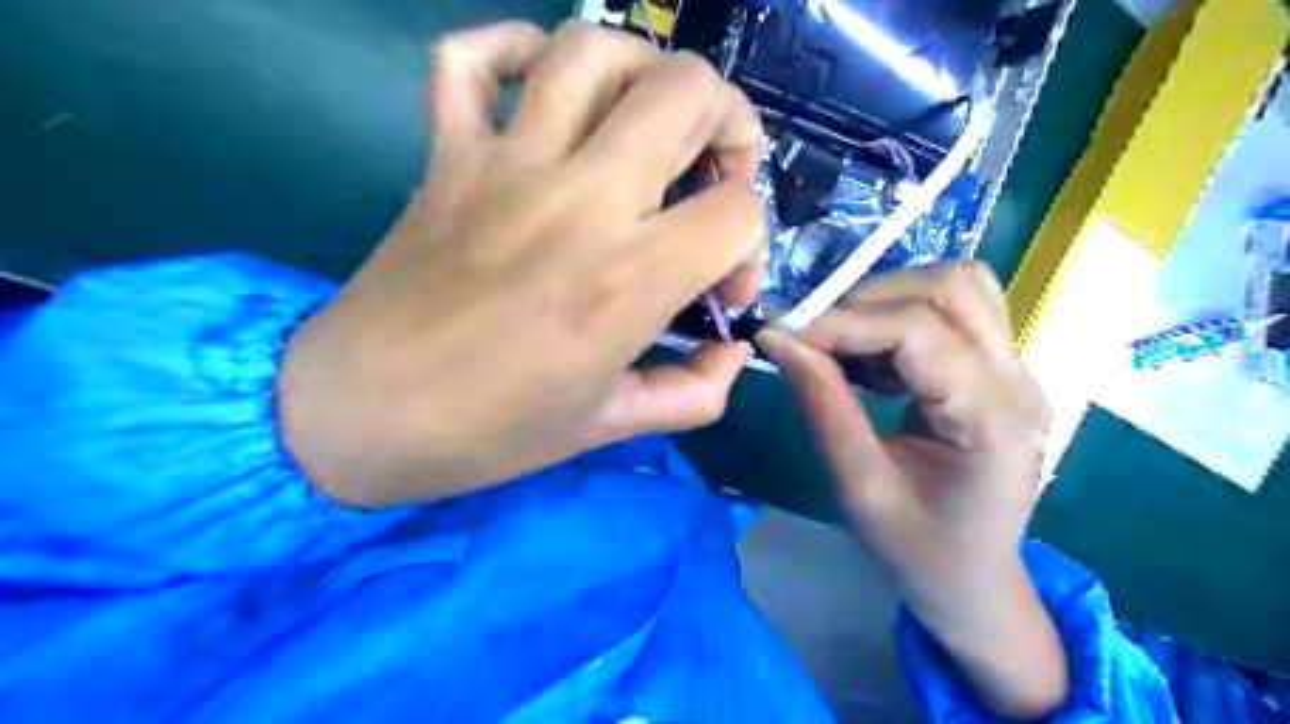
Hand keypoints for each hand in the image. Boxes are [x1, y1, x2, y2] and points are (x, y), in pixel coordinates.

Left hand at [281, 21, 762, 509]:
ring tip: (649, 120)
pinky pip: (471, 58)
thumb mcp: (610, 426)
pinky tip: (541, 87)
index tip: (722, 290)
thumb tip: (732, 353)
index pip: (737, 212)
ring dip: (644, 71)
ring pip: (592, 51)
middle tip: (715, 175)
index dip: (753, 248)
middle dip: (730, 124)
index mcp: (625, 281)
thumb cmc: (491, 432)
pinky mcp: (447, 154)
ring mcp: (504, 164)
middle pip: (686, 93)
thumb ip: (694, 392)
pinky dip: (512, 49)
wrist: (362, 415)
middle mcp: (578, 201)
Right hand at [757, 262, 1069, 722]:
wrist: (973, 582)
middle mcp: (1017, 380)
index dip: (843, 322)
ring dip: (890, 303)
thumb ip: (821, 403)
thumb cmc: (917, 549)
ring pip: (958, 287)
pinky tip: (874, 363)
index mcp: (990, 419)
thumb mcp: (858, 485)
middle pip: (951, 287)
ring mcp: (1016, 371)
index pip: (917, 331)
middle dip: (869, 300)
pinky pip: (955, 311)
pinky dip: (901, 318)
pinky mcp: (1000, 371)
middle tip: (817, 340)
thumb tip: (779, 340)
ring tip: (848, 350)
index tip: (785, 335)